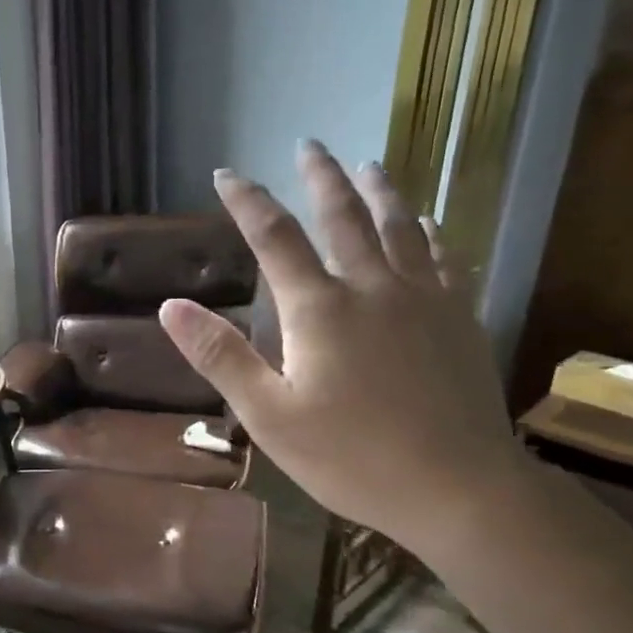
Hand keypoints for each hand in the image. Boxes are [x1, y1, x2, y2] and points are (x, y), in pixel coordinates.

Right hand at [158, 141, 526, 550]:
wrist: (459, 488)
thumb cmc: (351, 457)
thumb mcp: (269, 415)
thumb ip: (221, 356)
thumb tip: (172, 306)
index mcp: (320, 309)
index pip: (275, 238)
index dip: (248, 202)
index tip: (227, 174)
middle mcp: (373, 287)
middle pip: (345, 216)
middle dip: (320, 177)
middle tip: (308, 144)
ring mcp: (425, 299)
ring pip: (401, 226)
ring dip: (379, 190)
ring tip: (368, 164)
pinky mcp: (460, 318)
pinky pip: (444, 258)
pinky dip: (429, 233)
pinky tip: (428, 225)